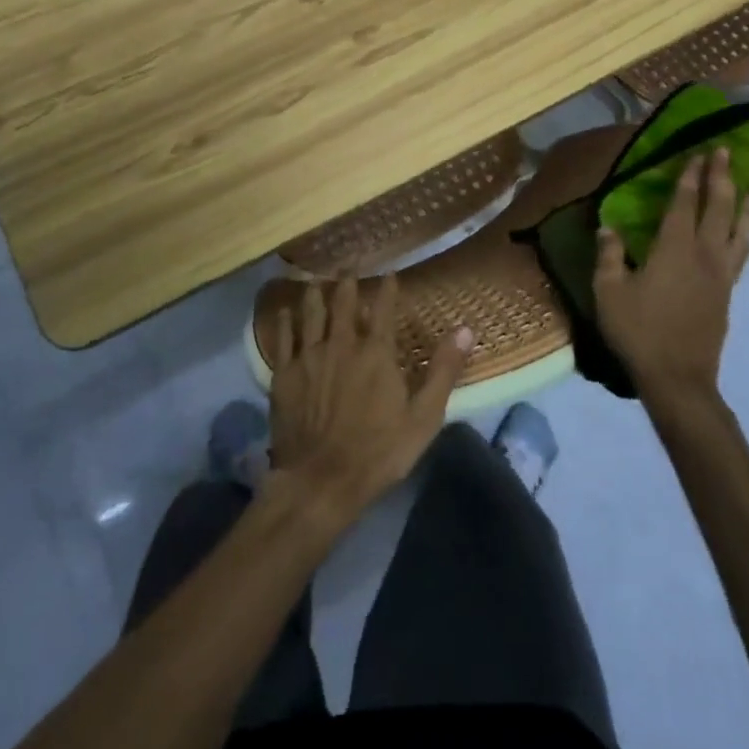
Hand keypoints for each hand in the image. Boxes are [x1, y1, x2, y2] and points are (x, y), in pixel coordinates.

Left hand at [266, 274, 471, 527]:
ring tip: (317, 281)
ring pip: (311, 313)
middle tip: (349, 267)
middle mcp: (341, 344)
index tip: (390, 274)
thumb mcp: (423, 417)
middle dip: (347, 282)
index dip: (387, 289)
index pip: (383, 309)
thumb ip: (442, 371)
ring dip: (315, 294)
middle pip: (343, 303)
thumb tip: (465, 330)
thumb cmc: (378, 452)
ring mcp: (308, 357)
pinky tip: (284, 312)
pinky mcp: (284, 374)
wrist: (320, 481)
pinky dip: (284, 321)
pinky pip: (283, 338)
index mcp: (376, 352)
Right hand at [594, 147, 748, 411]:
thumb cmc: (638, 331)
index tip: (698, 152)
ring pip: (739, 230)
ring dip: (743, 204)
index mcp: (674, 249)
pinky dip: (746, 234)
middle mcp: (704, 254)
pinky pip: (742, 253)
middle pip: (718, 208)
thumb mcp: (608, 291)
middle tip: (725, 152)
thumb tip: (608, 225)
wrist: (678, 378)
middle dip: (721, 177)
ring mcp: (721, 274)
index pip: (685, 203)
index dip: (691, 176)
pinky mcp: (727, 293)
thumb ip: (608, 254)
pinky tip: (744, 232)